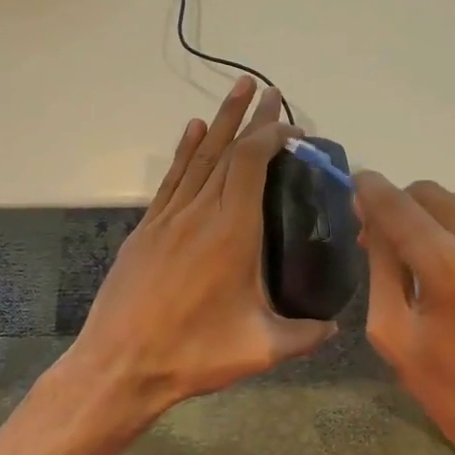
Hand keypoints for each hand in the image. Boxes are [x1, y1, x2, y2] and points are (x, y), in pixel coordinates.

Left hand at [69, 77, 337, 421]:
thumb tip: (335, 327)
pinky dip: (185, 151)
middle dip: (250, 118)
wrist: (120, 365)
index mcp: (232, 232)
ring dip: (220, 122)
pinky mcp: (147, 230)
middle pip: (227, 151)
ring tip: (237, 91)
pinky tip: (193, 131)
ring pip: (198, 158)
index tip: (293, 127)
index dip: (272, 137)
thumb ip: (305, 335)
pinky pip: (172, 179)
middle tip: (268, 89)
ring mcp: (168, 218)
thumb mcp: (261, 350)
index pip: (251, 164)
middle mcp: (200, 213)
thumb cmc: (193, 354)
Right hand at [354, 173, 454, 454]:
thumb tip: (371, 214)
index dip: (371, 190)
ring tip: (451, 262)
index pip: (398, 205)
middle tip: (400, 238)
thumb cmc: (449, 388)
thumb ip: (380, 263)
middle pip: (436, 195)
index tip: (360, 185)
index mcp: (451, 269)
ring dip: (452, 225)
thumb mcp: (391, 331)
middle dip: (410, 211)